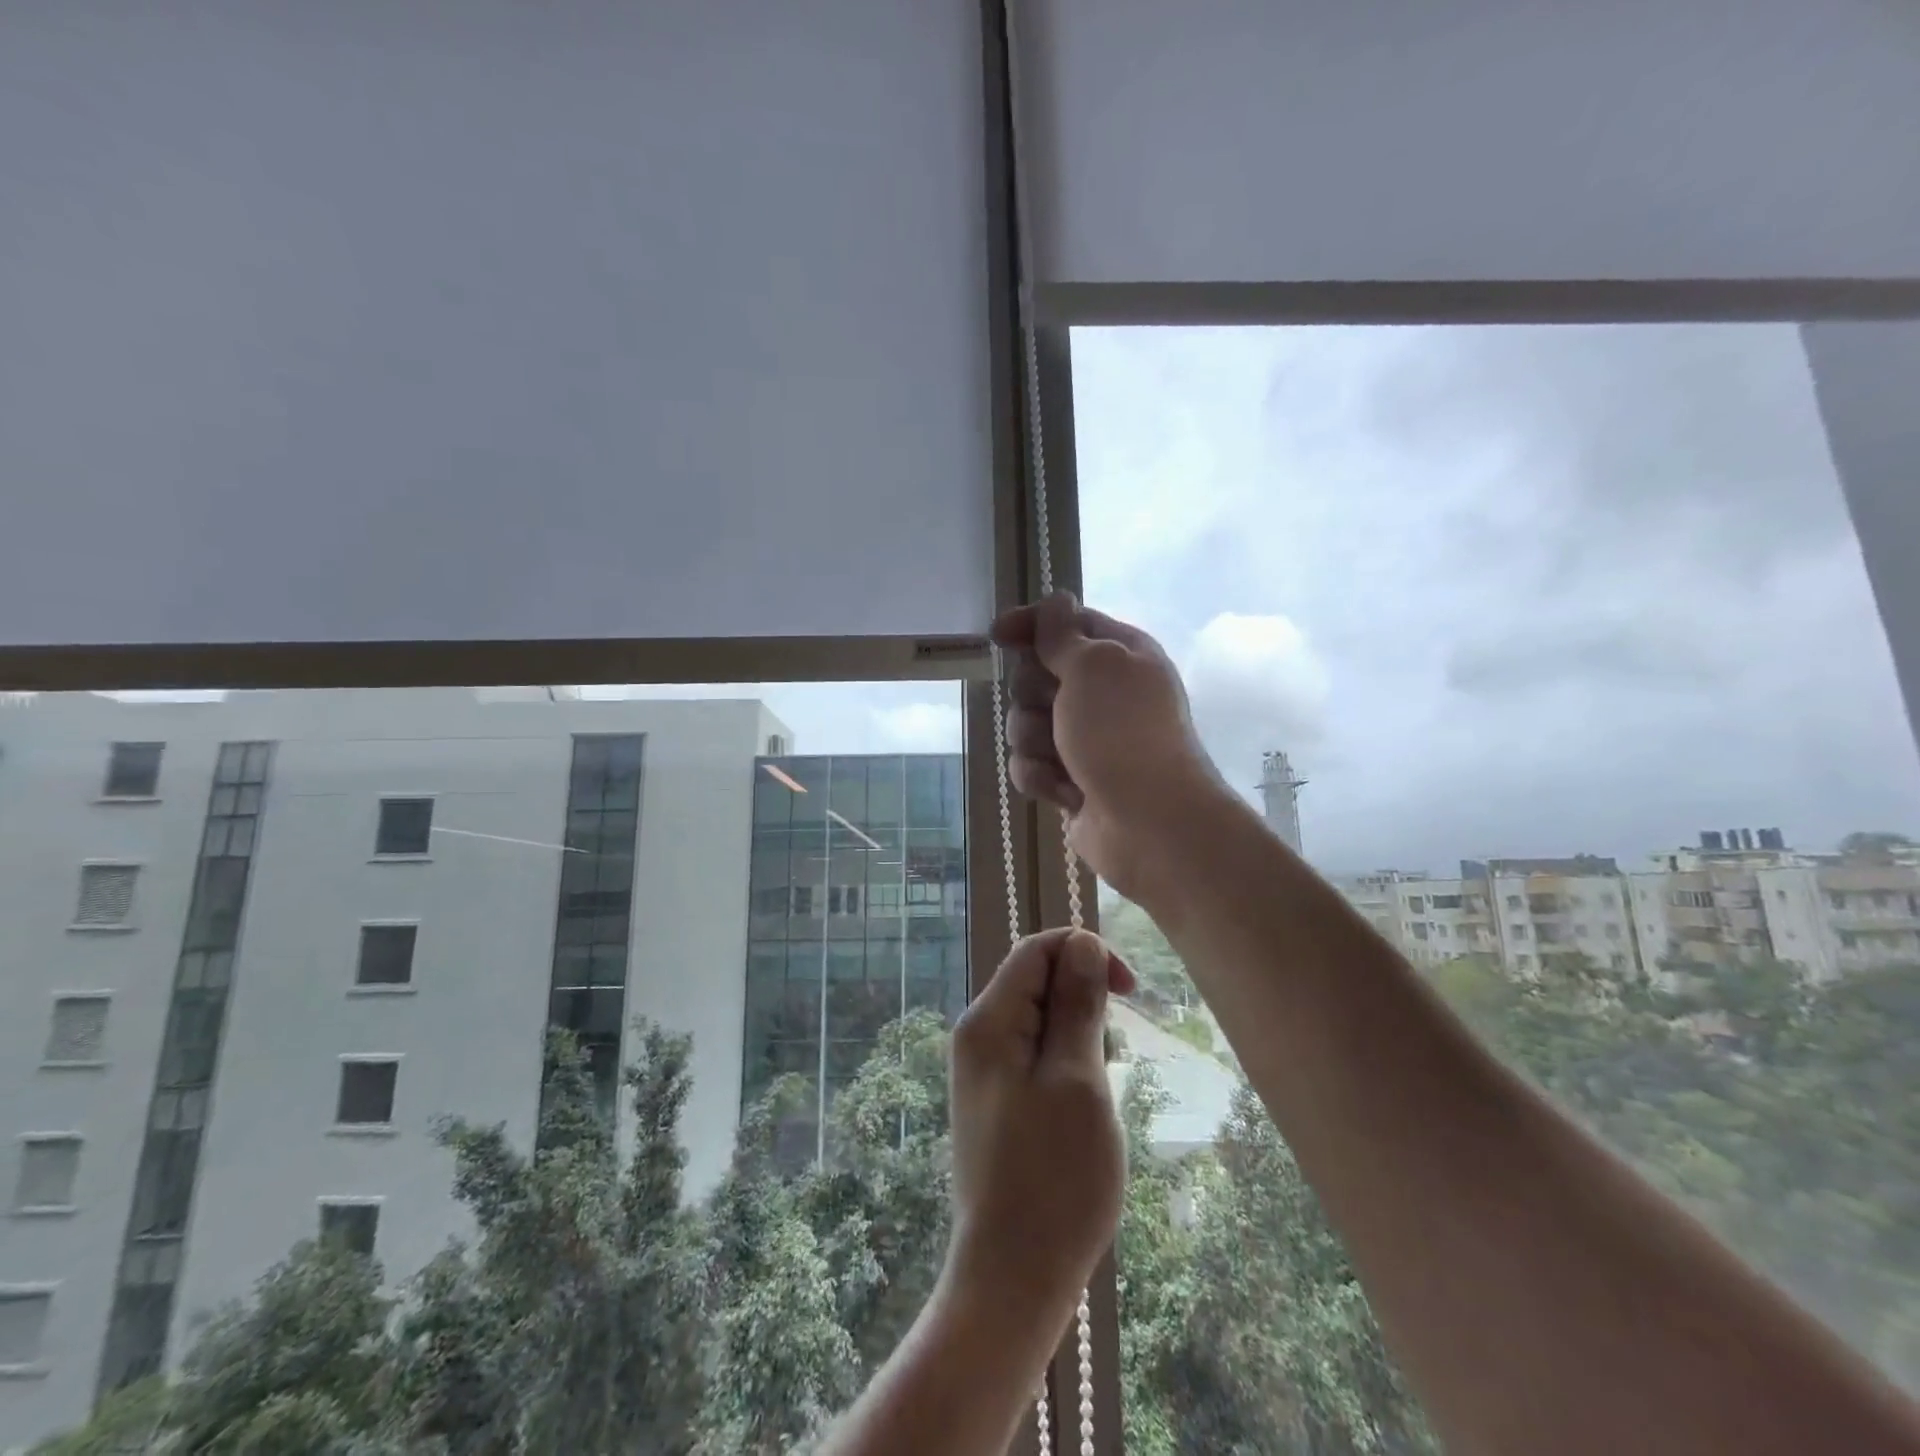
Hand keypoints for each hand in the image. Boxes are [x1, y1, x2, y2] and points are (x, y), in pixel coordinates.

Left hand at [945, 928, 1134, 1329]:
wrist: (1012, 1278)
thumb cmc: (1054, 1178)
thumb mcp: (1077, 1079)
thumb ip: (1077, 1005)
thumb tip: (1082, 942)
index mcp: (988, 1020)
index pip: (1036, 949)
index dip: (1085, 953)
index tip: (1130, 991)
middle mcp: (978, 1035)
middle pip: (1037, 981)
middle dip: (1084, 1002)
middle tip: (1112, 1058)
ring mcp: (984, 1070)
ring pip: (1042, 1020)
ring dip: (1081, 1038)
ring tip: (1097, 1094)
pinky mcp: (997, 1100)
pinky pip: (1037, 1056)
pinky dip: (1069, 1067)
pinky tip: (1083, 1110)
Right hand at [991, 592, 1229, 901]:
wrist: (1150, 823)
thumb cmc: (1123, 733)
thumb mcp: (1093, 667)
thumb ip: (1063, 635)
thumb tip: (1056, 601)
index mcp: (1119, 654)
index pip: (1066, 623)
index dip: (1031, 625)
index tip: (998, 636)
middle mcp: (1102, 693)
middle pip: (1036, 674)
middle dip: (1033, 694)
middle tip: (1055, 709)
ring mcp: (1085, 738)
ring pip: (1025, 722)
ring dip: (1034, 740)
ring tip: (1062, 760)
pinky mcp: (1069, 778)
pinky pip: (1029, 764)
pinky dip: (1040, 777)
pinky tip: (1065, 792)